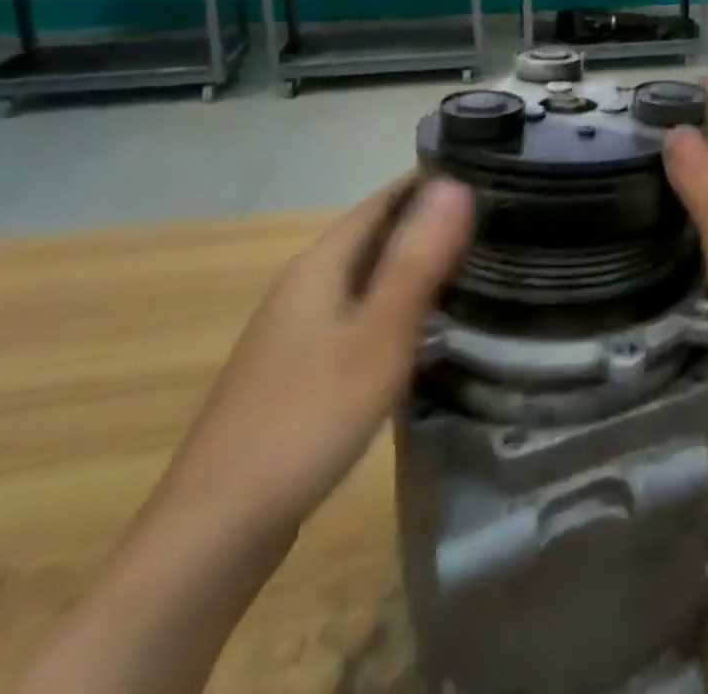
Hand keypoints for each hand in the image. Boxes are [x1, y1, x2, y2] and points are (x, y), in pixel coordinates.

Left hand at [153, 175, 473, 536]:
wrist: (212, 536)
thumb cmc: (305, 421)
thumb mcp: (377, 338)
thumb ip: (418, 261)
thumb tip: (455, 183)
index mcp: (319, 267)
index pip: (381, 201)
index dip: (428, 181)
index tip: (484, 171)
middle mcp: (303, 288)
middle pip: (373, 237)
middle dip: (428, 221)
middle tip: (495, 217)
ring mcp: (296, 333)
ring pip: (366, 279)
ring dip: (413, 265)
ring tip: (475, 263)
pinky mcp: (299, 373)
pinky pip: (359, 316)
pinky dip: (396, 307)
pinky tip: (426, 329)